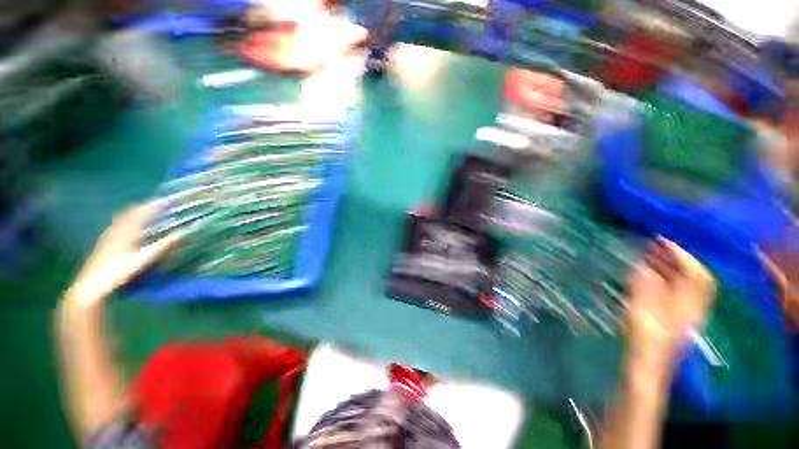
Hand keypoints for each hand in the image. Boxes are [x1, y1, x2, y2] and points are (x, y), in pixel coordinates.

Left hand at [65, 201, 182, 306]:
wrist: (91, 286)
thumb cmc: (118, 273)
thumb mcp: (144, 260)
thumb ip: (164, 246)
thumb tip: (184, 233)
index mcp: (126, 231)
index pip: (142, 212)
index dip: (155, 205)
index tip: (168, 200)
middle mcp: (117, 230)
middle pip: (131, 212)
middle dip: (145, 206)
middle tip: (158, 204)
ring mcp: (109, 236)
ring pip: (123, 218)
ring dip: (136, 212)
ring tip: (145, 211)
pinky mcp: (105, 243)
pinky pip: (118, 225)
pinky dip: (127, 221)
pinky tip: (129, 226)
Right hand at [625, 237, 714, 357]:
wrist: (647, 364)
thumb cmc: (644, 340)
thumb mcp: (641, 311)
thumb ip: (643, 286)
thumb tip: (642, 264)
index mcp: (689, 305)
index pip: (697, 274)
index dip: (683, 255)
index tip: (663, 241)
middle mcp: (692, 305)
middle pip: (692, 276)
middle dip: (674, 257)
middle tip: (653, 244)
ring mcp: (684, 311)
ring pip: (683, 282)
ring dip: (668, 266)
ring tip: (648, 254)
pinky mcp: (674, 314)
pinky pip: (675, 289)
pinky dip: (664, 276)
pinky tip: (648, 272)